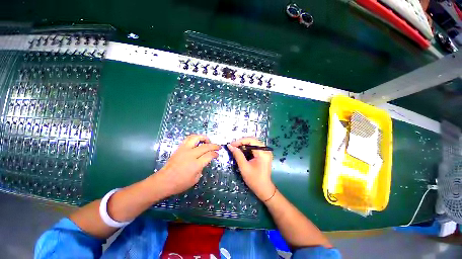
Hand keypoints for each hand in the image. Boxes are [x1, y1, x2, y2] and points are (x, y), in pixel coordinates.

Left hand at [155, 135, 220, 196]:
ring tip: (208, 141)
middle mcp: (191, 155)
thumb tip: (204, 161)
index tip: (217, 155)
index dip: (215, 154)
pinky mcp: (179, 148)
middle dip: (214, 145)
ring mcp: (184, 150)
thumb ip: (201, 168)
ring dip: (204, 138)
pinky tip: (198, 142)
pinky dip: (195, 138)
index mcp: (196, 164)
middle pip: (205, 146)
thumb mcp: (195, 179)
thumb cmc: (180, 184)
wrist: (163, 181)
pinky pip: (188, 139)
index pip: (209, 155)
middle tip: (218, 147)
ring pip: (196, 138)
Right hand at [227, 137, 274, 201]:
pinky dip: (247, 148)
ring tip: (235, 148)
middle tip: (232, 146)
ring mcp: (265, 151)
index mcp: (263, 153)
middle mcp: (266, 150)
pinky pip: (254, 147)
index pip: (251, 140)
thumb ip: (237, 155)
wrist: (263, 189)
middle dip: (241, 142)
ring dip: (243, 144)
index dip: (240, 141)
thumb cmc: (254, 179)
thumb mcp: (244, 167)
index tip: (231, 144)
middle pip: (252, 140)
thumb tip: (230, 146)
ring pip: (253, 143)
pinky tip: (241, 151)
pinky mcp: (263, 154)